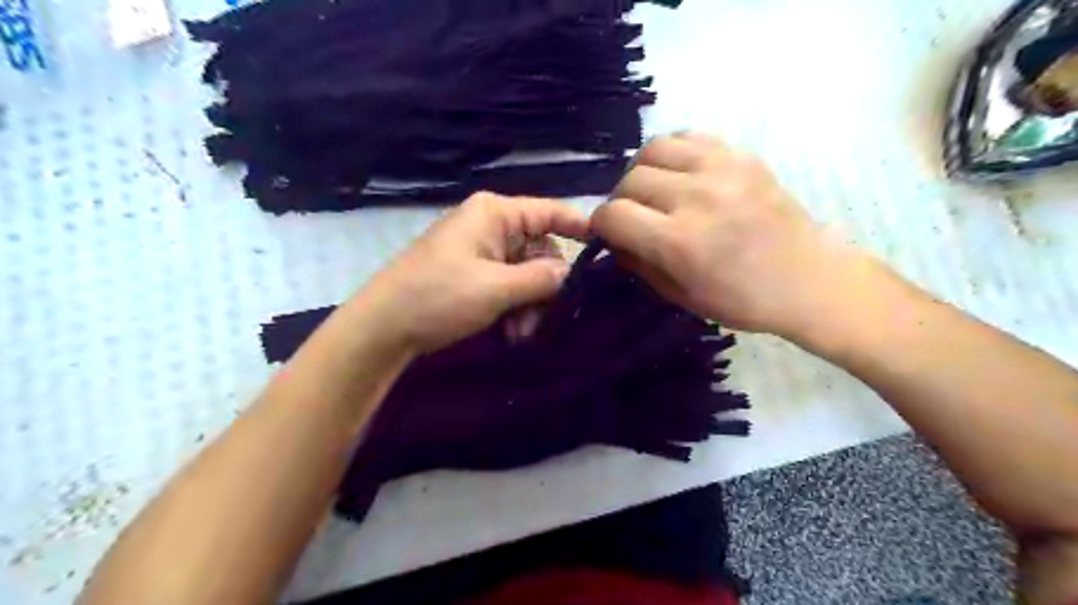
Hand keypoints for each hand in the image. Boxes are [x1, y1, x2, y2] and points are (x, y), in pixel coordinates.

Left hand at [351, 195, 586, 353]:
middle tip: (539, 318)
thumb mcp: (496, 288)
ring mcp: (480, 251)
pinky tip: (508, 332)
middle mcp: (490, 226)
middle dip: (544, 287)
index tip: (606, 247)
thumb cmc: (439, 296)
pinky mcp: (472, 274)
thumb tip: (570, 274)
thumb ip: (541, 279)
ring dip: (529, 304)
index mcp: (495, 214)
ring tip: (518, 333)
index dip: (579, 226)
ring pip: (525, 273)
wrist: (383, 327)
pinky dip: (513, 308)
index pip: (550, 211)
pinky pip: (507, 285)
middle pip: (540, 249)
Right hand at [590, 133, 882, 339]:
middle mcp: (696, 198)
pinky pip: (688, 137)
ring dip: (642, 171)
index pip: (612, 215)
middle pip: (630, 179)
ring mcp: (721, 169)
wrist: (809, 278)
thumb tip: (611, 238)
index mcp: (680, 242)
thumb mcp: (680, 296)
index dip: (600, 225)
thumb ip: (638, 263)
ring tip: (654, 191)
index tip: (608, 233)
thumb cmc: (742, 300)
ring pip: (653, 148)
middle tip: (634, 218)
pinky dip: (673, 154)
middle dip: (621, 201)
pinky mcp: (741, 155)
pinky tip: (679, 174)